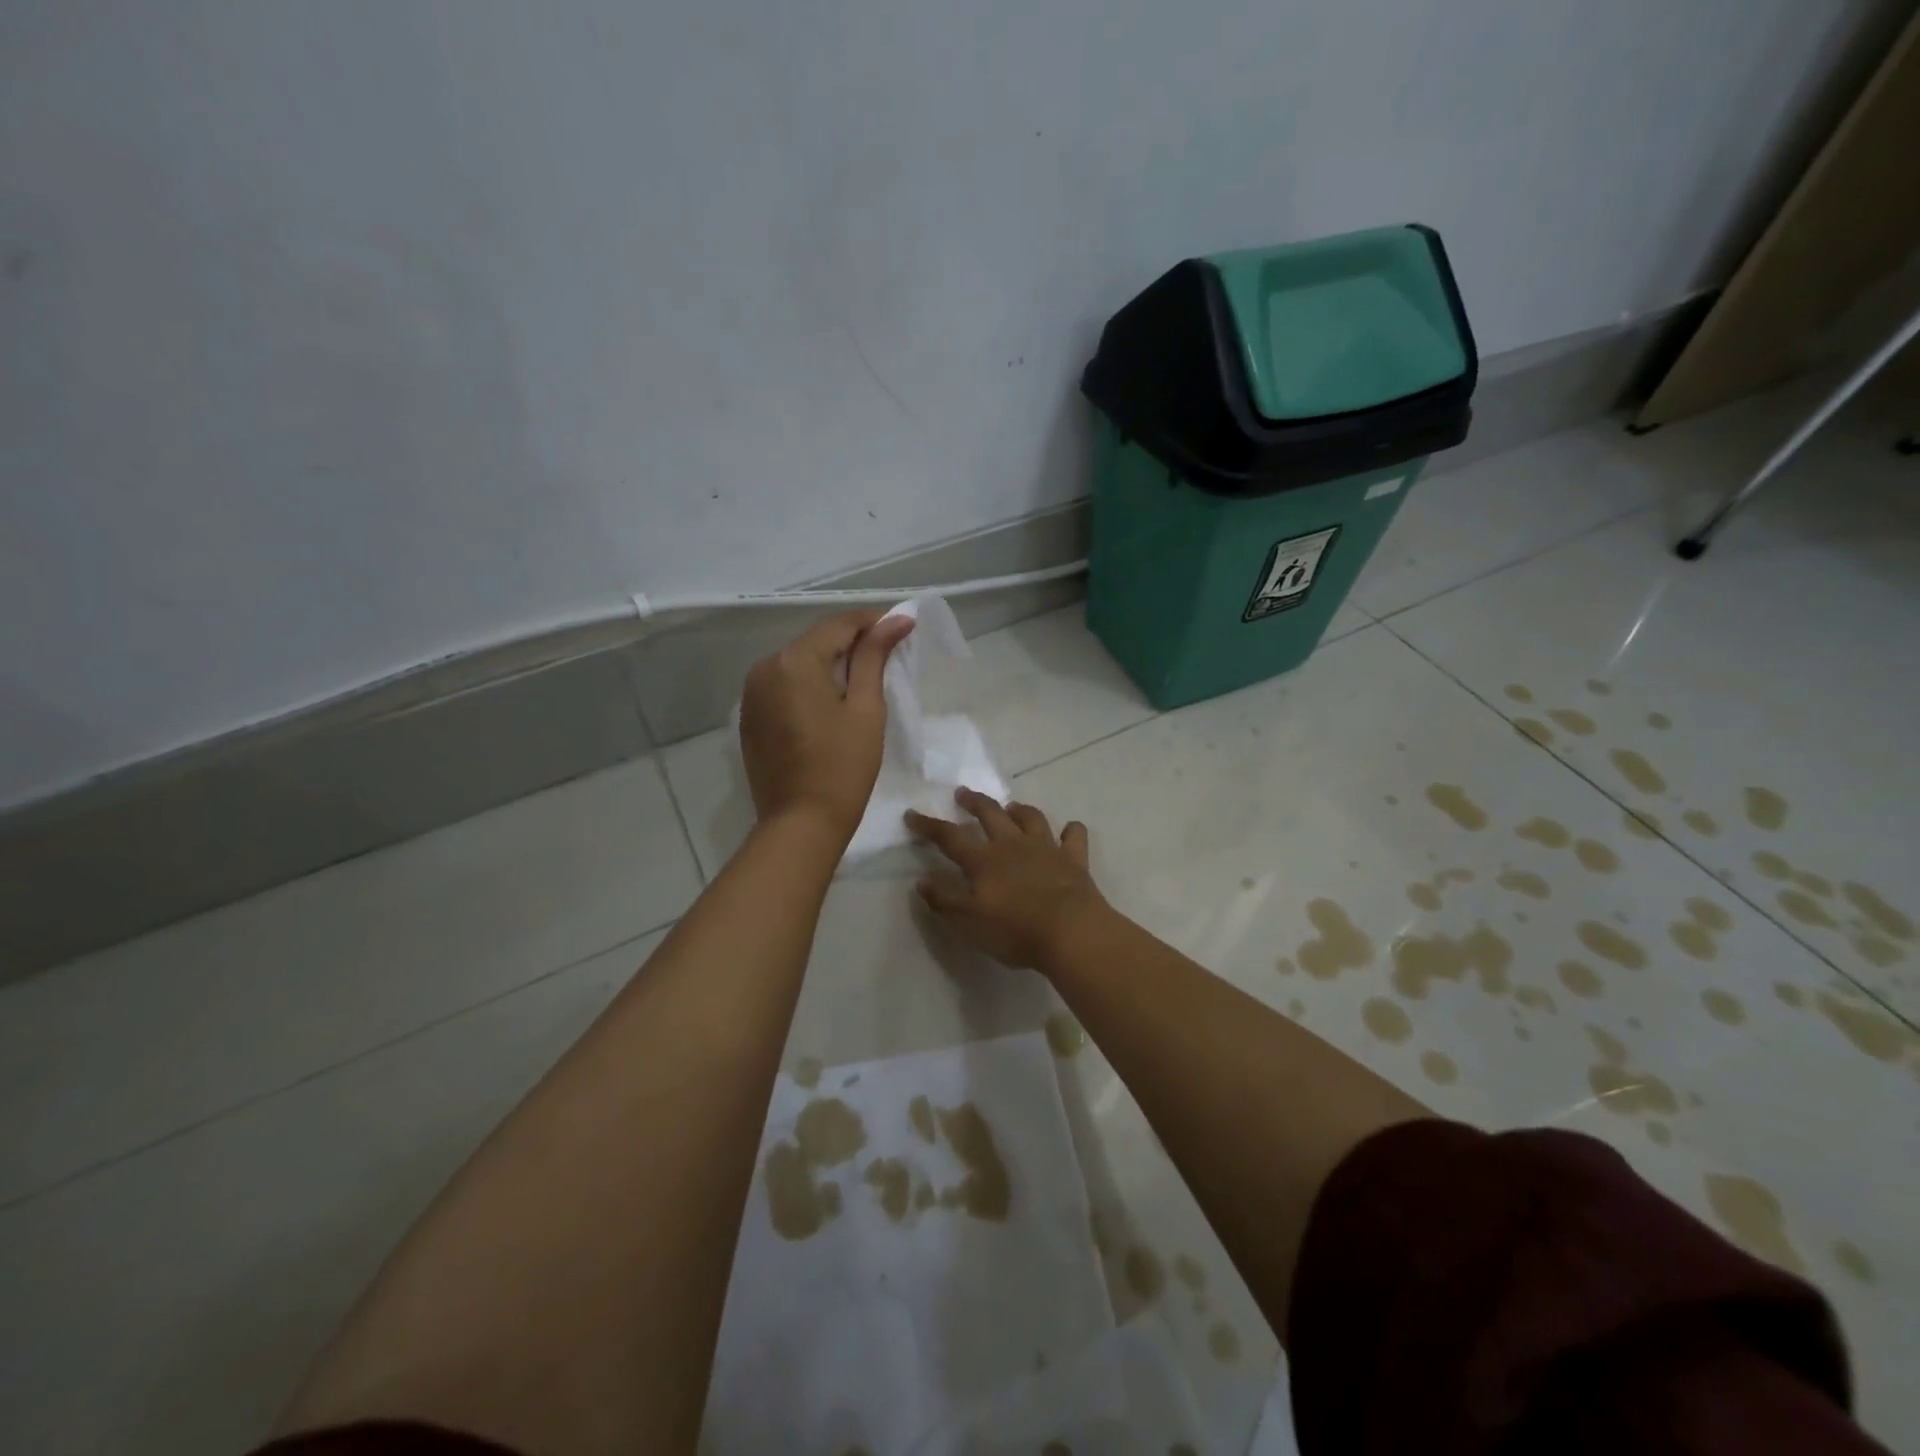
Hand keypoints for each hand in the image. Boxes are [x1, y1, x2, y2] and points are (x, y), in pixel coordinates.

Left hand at [739, 608, 914, 841]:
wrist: (801, 823)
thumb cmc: (843, 766)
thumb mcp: (865, 708)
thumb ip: (874, 657)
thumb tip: (896, 620)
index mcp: (794, 661)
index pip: (838, 625)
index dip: (872, 622)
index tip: (902, 626)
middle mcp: (765, 667)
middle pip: (815, 641)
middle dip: (851, 641)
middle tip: (888, 651)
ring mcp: (752, 693)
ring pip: (798, 662)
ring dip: (829, 662)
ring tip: (863, 676)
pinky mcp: (751, 716)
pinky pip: (784, 685)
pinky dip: (809, 684)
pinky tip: (831, 699)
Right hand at [906, 788, 1109, 970]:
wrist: (1071, 932)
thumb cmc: (1015, 930)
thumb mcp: (968, 922)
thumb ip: (944, 899)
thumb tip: (923, 881)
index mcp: (984, 860)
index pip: (950, 837)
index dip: (929, 825)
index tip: (912, 814)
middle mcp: (1013, 845)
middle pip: (990, 814)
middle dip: (974, 802)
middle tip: (963, 793)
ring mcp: (1046, 848)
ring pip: (1031, 818)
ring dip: (1019, 810)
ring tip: (1012, 807)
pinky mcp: (1074, 859)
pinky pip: (1073, 836)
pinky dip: (1070, 830)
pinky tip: (1068, 830)